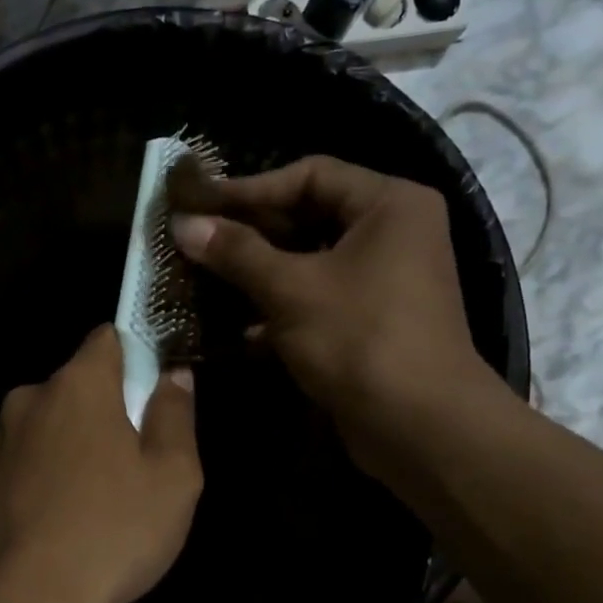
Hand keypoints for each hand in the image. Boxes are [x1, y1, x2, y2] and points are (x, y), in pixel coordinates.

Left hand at [0, 325, 202, 602]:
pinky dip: (34, 481)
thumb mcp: (173, 478)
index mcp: (77, 386)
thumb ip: (175, 415)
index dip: (135, 359)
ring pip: (42, 428)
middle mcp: (27, 400)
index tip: (150, 397)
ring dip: (64, 448)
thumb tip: (173, 375)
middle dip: (102, 412)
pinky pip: (16, 466)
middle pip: (74, 387)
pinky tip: (50, 525)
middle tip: (129, 466)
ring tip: (85, 504)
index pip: (107, 339)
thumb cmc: (111, 534)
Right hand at [170, 153, 503, 474]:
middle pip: (310, 217)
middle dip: (252, 233)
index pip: (309, 175)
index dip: (249, 189)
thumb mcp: (291, 290)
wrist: (419, 426)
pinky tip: (239, 328)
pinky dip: (281, 308)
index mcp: (389, 204)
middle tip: (198, 240)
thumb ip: (236, 252)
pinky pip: (319, 298)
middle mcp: (394, 232)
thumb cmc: (359, 339)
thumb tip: (182, 224)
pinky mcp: (372, 321)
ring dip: (260, 273)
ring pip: (310, 262)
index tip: (200, 205)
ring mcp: (385, 279)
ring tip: (207, 279)